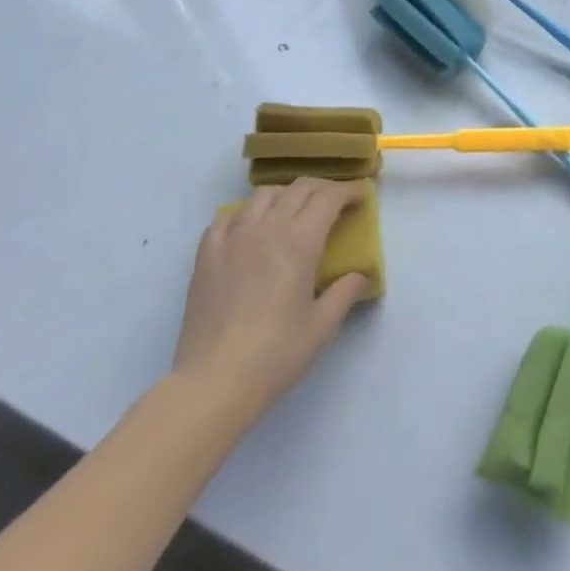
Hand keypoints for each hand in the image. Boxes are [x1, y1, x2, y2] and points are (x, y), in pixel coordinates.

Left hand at [171, 179, 371, 417]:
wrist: (212, 382)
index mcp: (300, 242)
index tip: (361, 198)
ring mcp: (233, 237)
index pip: (329, 197)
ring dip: (287, 195)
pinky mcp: (207, 253)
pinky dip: (247, 214)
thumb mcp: (322, 327)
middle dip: (323, 189)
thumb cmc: (275, 355)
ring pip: (264, 195)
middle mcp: (267, 228)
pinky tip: (251, 231)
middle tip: (335, 205)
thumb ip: (346, 292)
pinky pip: (229, 216)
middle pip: (299, 188)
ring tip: (294, 213)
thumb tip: (362, 275)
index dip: (349, 192)